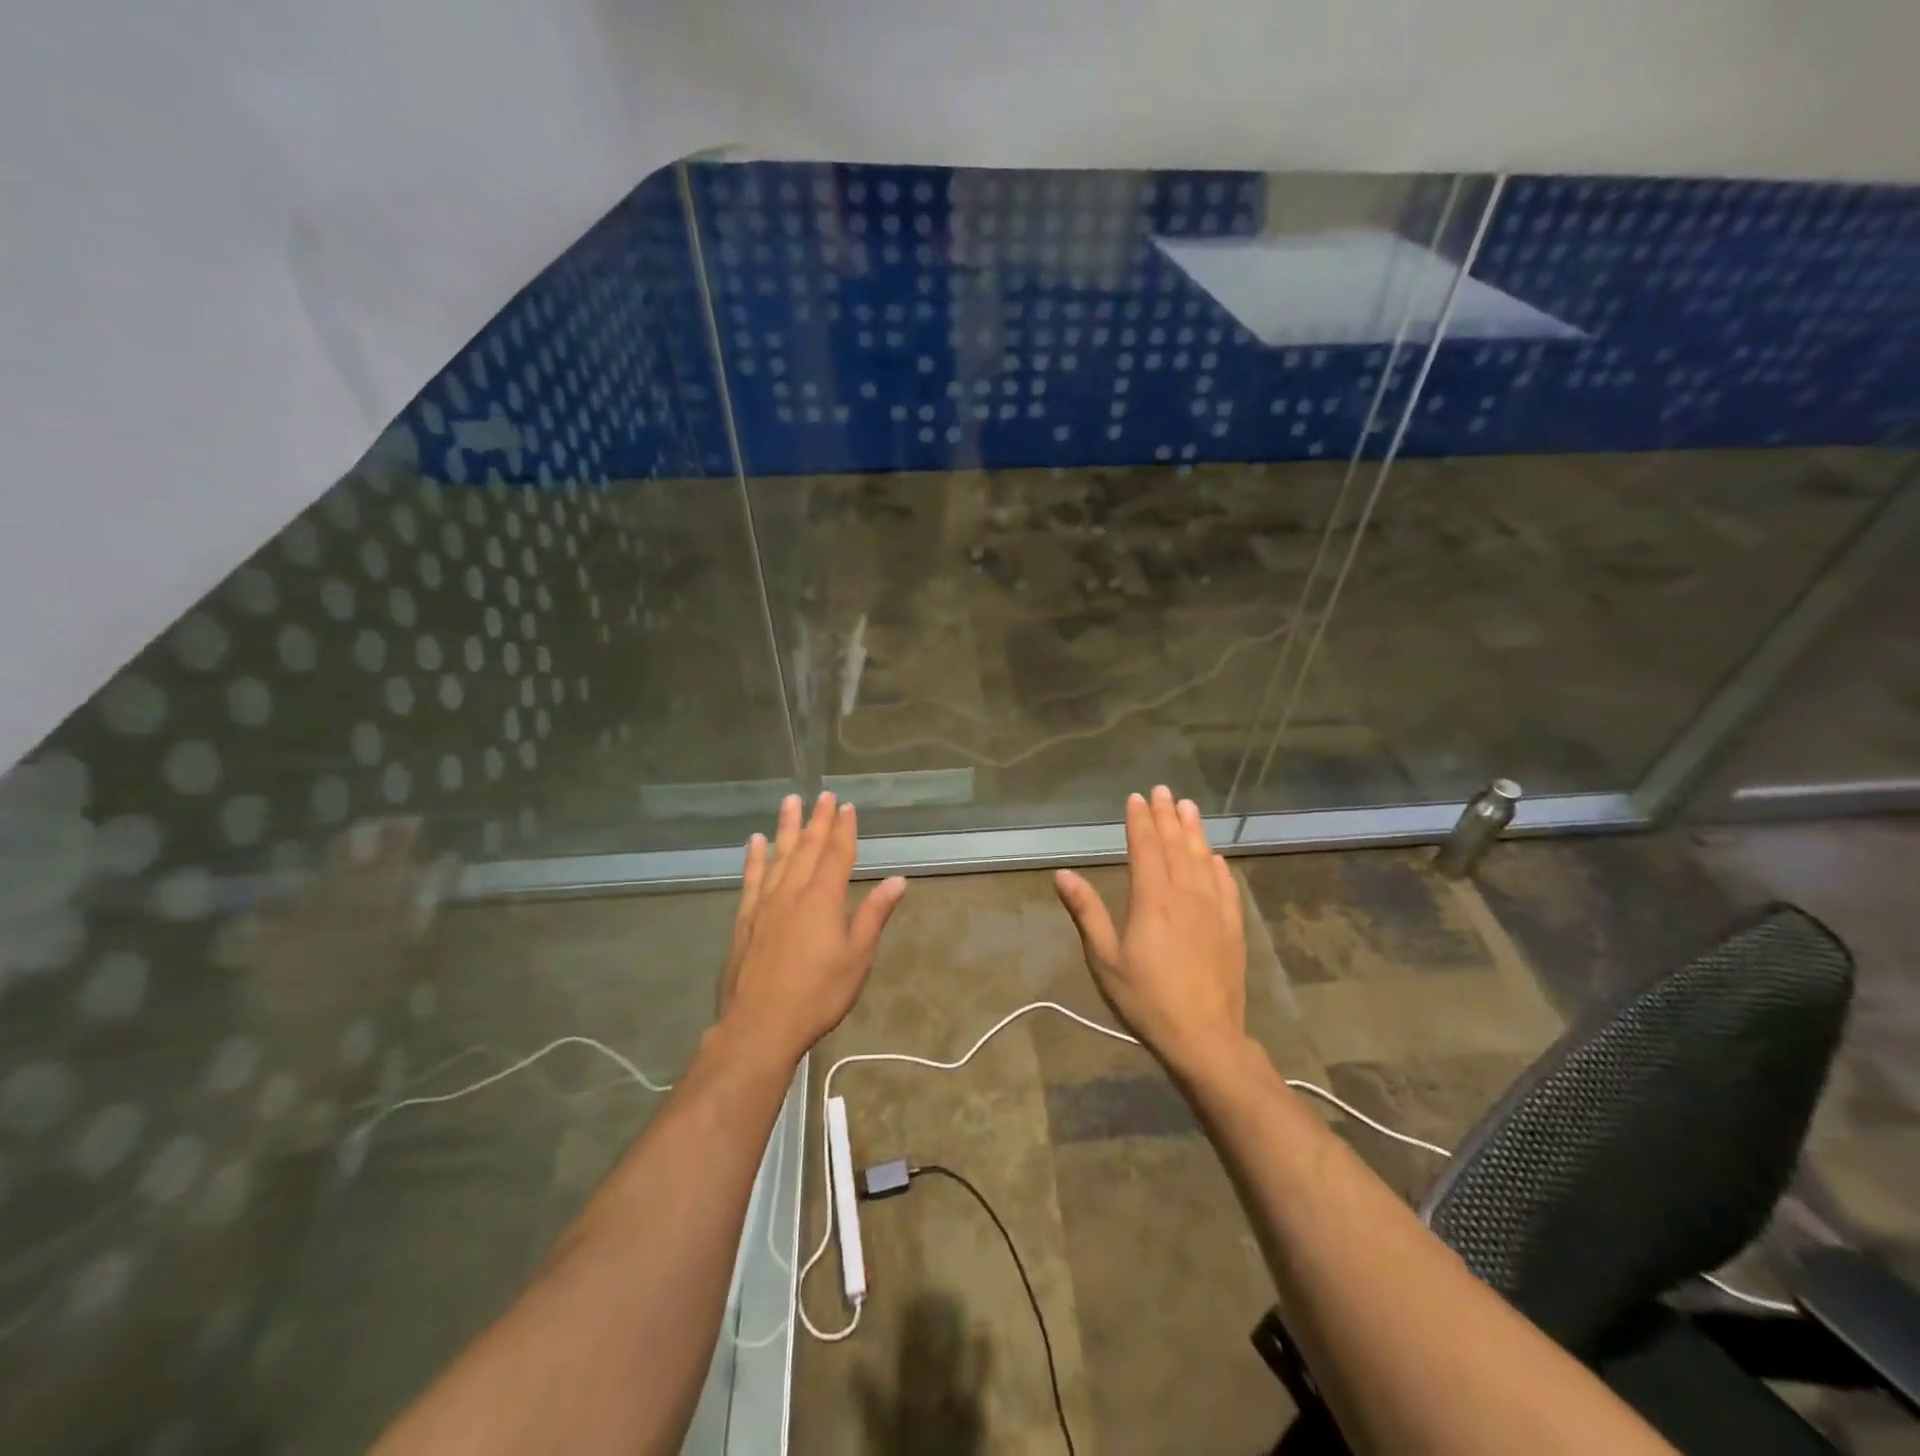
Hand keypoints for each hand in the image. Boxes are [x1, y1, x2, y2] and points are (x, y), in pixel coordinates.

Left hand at [719, 792, 906, 1066]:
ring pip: (778, 855)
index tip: (847, 807)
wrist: (759, 1027)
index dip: (844, 829)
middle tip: (824, 795)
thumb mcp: (857, 958)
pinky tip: (756, 842)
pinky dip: (755, 857)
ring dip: (786, 827)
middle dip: (818, 820)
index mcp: (823, 899)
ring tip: (790, 802)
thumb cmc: (817, 995)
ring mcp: (764, 904)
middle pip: (808, 848)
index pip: (837, 854)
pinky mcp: (745, 919)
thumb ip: (874, 915)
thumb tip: (897, 880)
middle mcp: (792, 892)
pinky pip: (751, 878)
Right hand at [1053, 786, 1246, 1075]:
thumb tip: (1063, 874)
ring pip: (1203, 860)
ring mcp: (1214, 911)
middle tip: (1163, 791)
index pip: (1146, 848)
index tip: (1136, 798)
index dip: (1140, 821)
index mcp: (1152, 900)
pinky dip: (1219, 866)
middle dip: (1167, 816)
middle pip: (1176, 846)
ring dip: (1194, 831)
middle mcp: (1185, 896)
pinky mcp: (1232, 929)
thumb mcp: (1105, 959)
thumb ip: (1086, 912)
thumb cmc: (1146, 1000)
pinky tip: (1216, 857)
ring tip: (1189, 807)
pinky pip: (1227, 886)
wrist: (1205, 1038)